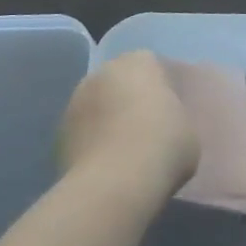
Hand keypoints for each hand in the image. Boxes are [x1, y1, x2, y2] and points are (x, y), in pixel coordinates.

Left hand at [59, 50, 200, 201]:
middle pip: (120, 83)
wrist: (115, 184)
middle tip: (146, 131)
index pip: (152, 67)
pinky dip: (90, 145)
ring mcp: (75, 101)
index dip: (161, 90)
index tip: (169, 114)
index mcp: (139, 61)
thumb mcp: (188, 130)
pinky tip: (105, 168)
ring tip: (122, 154)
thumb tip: (164, 127)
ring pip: (97, 107)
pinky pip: (82, 133)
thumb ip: (174, 119)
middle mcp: (103, 72)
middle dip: (129, 100)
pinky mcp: (58, 133)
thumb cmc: (163, 146)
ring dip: (106, 122)